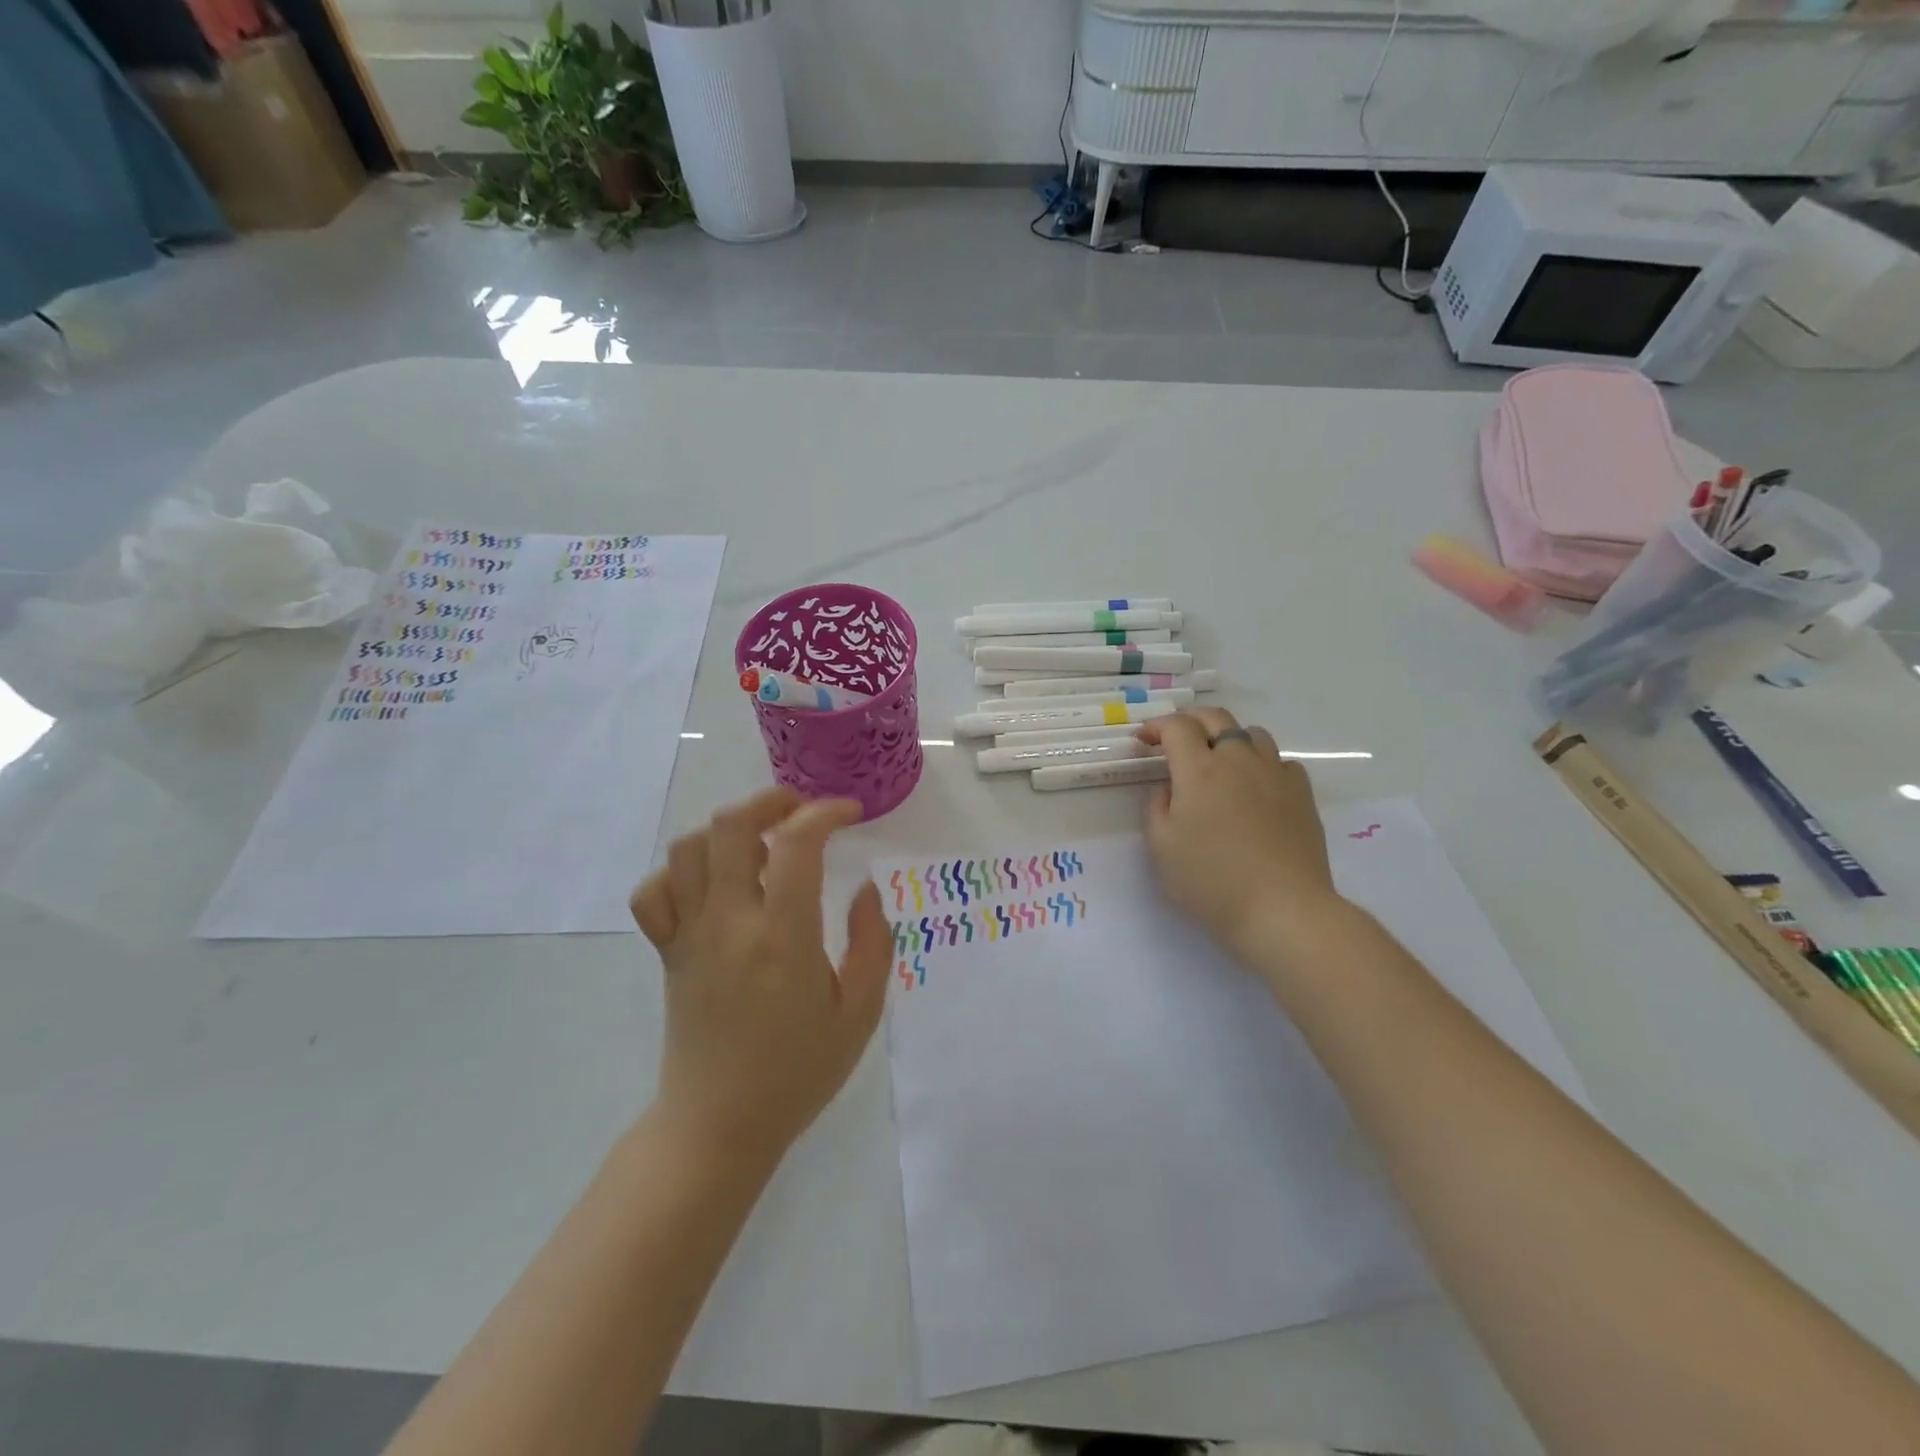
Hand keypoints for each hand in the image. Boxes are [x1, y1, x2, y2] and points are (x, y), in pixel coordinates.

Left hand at [630, 787, 891, 1165]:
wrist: (719, 1126)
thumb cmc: (798, 1072)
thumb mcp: (860, 1014)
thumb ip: (873, 944)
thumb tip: (866, 889)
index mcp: (783, 937)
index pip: (796, 844)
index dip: (825, 813)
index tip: (850, 814)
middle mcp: (729, 924)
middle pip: (730, 827)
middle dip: (770, 801)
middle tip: (801, 810)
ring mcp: (690, 936)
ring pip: (688, 849)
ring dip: (727, 830)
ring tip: (761, 845)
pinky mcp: (667, 952)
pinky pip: (655, 892)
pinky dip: (681, 872)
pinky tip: (712, 884)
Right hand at [1137, 709, 1345, 966]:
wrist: (1283, 909)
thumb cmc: (1212, 881)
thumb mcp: (1162, 848)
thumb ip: (1157, 808)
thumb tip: (1168, 788)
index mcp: (1200, 770)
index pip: (1176, 727)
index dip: (1156, 727)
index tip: (1144, 740)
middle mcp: (1239, 760)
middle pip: (1216, 718)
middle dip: (1190, 720)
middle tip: (1175, 738)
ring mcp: (1275, 774)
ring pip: (1252, 733)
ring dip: (1228, 737)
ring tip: (1218, 759)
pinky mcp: (1302, 794)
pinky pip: (1280, 761)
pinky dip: (1261, 763)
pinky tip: (1255, 786)